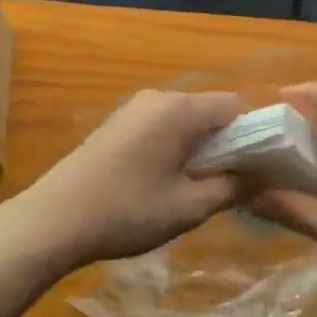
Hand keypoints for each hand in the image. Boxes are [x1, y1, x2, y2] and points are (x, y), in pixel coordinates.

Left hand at [7, 90, 244, 271]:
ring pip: (185, 120)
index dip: (253, 135)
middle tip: (227, 185)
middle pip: (209, 110)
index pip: (235, 107)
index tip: (257, 170)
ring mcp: (135, 108)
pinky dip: (174, 146)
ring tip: (194, 188)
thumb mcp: (187, 207)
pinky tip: (162, 181)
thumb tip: (262, 177)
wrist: (53, 219)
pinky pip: (161, 125)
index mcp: (179, 110)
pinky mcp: (118, 123)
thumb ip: (231, 188)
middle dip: (226, 143)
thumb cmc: (126, 211)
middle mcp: (159, 97)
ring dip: (198, 147)